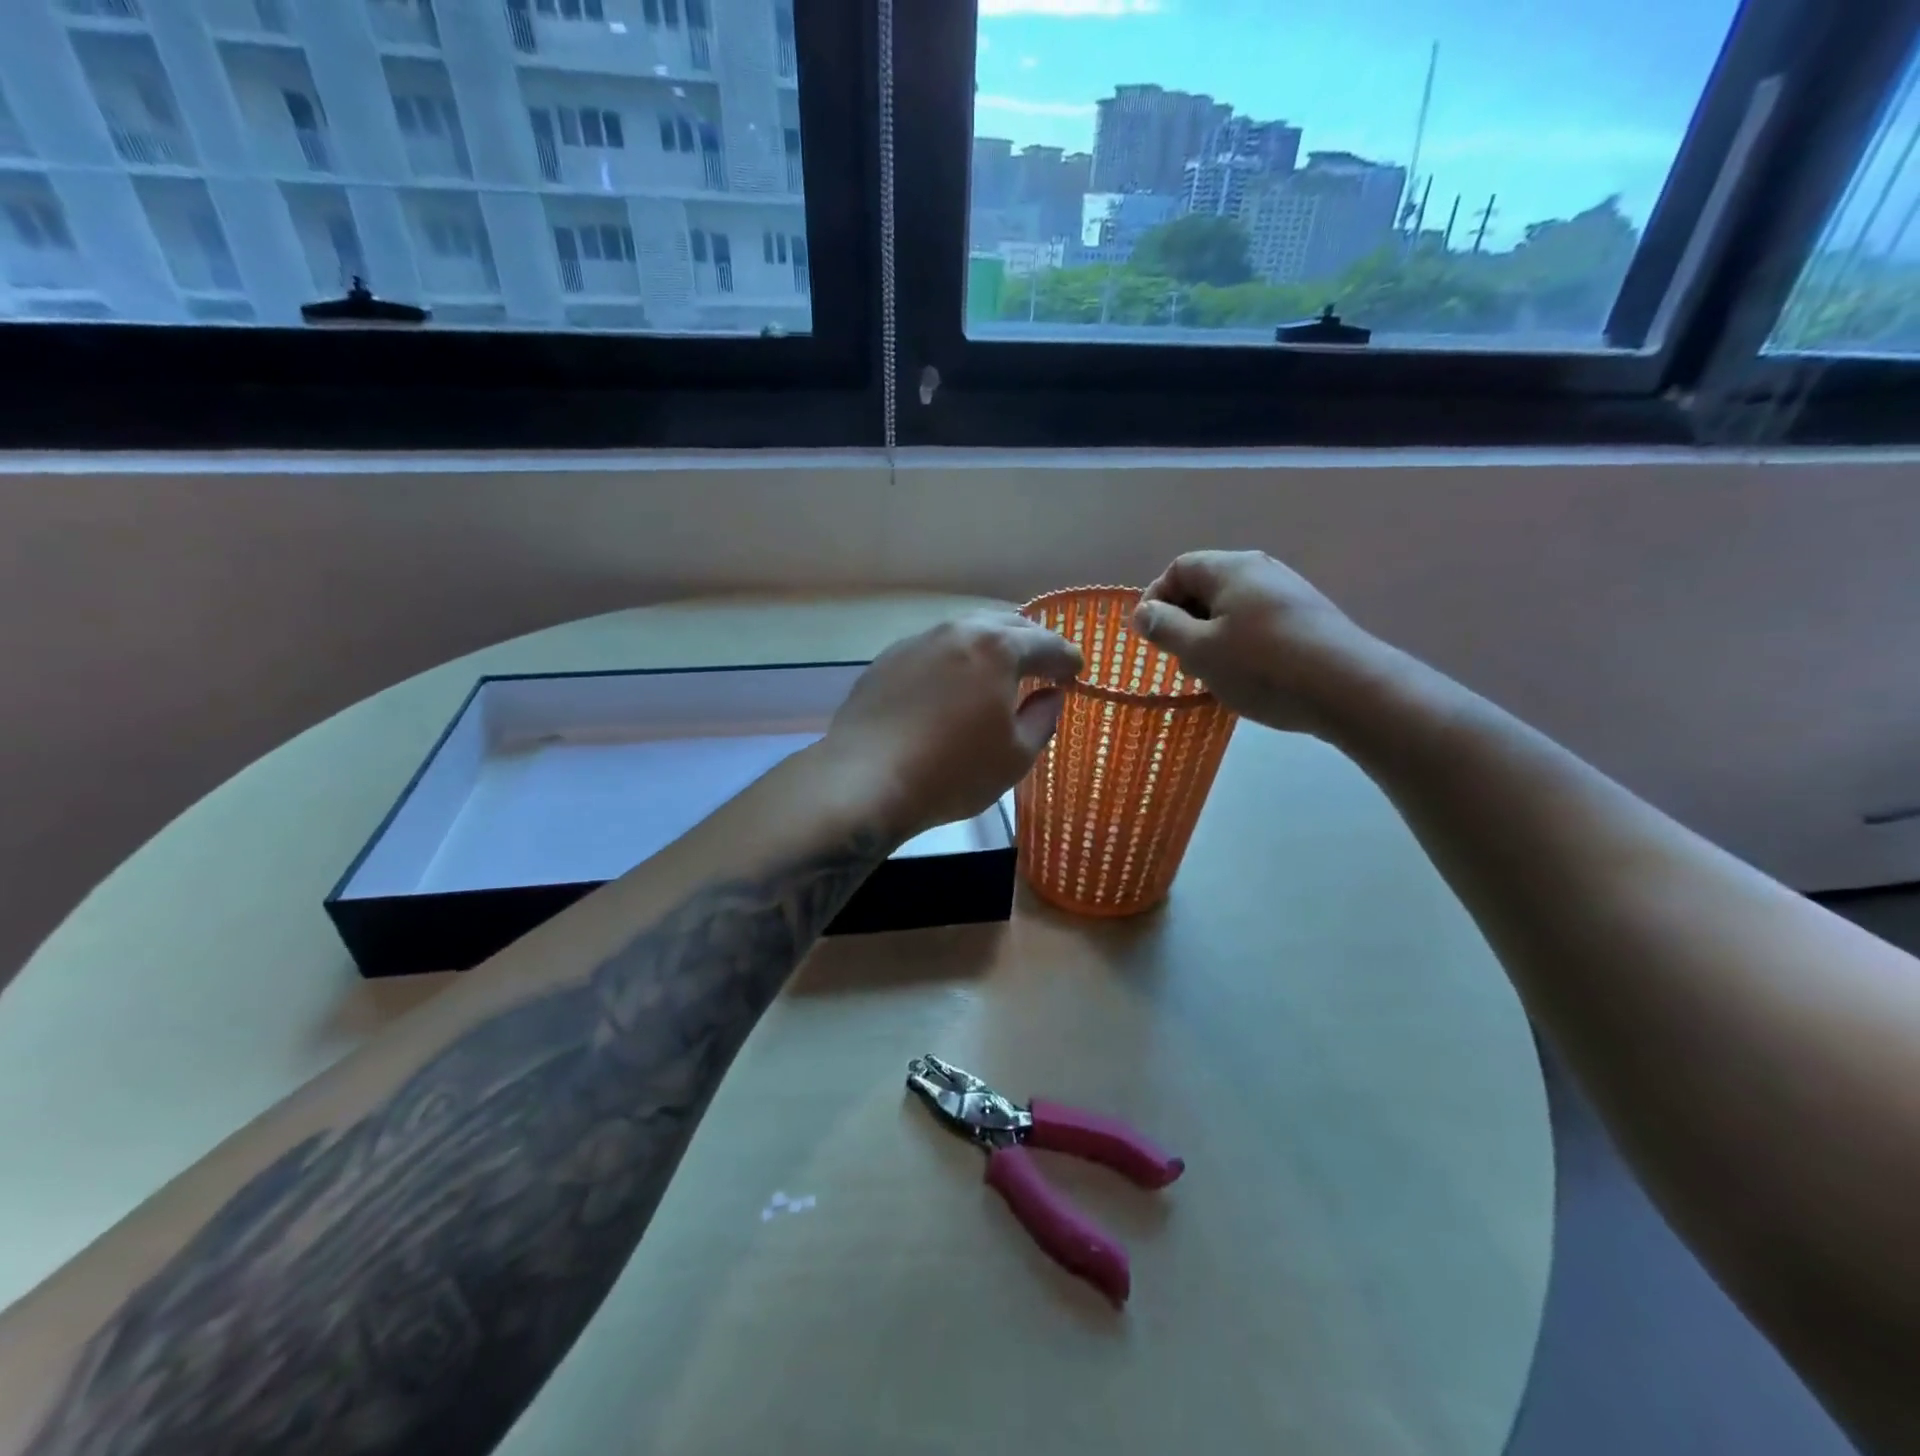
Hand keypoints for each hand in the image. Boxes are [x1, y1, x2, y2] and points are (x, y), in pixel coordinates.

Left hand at [825, 611, 1082, 837]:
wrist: (866, 779)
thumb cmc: (953, 772)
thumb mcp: (1016, 756)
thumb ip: (1042, 718)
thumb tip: (1050, 695)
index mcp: (997, 648)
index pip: (1047, 644)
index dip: (1067, 659)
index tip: (1076, 674)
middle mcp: (957, 631)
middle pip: (1006, 625)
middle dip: (1032, 642)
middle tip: (1044, 666)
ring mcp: (917, 642)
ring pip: (965, 631)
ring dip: (990, 646)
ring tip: (999, 670)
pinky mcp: (887, 660)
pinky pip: (934, 650)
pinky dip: (954, 659)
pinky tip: (952, 684)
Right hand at [1132, 551, 1386, 735]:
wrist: (1350, 689)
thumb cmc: (1263, 667)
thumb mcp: (1200, 651)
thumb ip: (1165, 628)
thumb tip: (1142, 611)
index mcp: (1231, 569)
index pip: (1179, 568)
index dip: (1155, 598)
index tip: (1148, 636)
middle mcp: (1261, 571)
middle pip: (1205, 586)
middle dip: (1182, 620)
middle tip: (1177, 660)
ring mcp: (1288, 594)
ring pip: (1231, 608)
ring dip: (1209, 636)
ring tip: (1209, 673)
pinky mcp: (1306, 619)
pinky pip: (1256, 623)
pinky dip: (1238, 643)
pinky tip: (1244, 675)